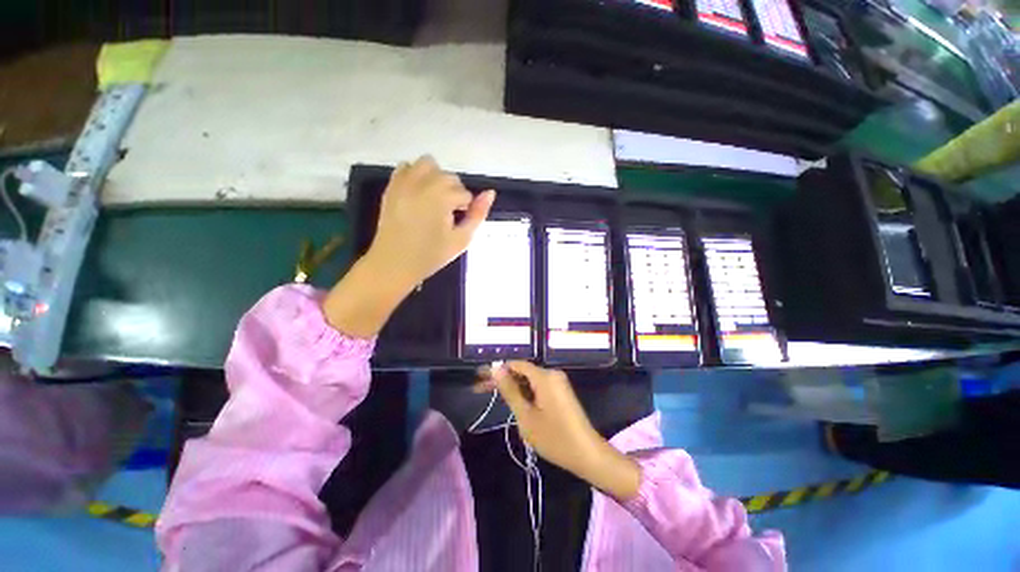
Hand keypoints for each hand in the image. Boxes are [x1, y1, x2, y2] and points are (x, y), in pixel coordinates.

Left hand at [366, 156, 495, 291]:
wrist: (394, 264)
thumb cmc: (431, 255)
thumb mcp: (461, 239)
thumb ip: (478, 215)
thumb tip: (490, 193)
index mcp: (442, 197)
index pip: (465, 193)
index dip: (466, 209)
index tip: (457, 224)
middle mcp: (423, 183)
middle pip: (449, 177)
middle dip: (454, 193)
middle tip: (448, 214)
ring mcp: (404, 182)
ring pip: (428, 164)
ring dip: (436, 177)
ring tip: (434, 199)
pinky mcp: (391, 186)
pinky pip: (406, 167)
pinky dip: (415, 175)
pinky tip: (418, 194)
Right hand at [481, 362, 640, 499]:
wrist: (587, 454)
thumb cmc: (554, 437)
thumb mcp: (526, 416)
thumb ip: (510, 391)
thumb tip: (496, 369)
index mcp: (544, 376)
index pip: (515, 365)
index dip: (496, 370)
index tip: (479, 378)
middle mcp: (552, 374)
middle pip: (521, 371)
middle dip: (502, 379)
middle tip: (480, 388)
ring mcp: (557, 383)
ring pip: (529, 380)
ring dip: (511, 386)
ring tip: (491, 395)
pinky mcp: (560, 392)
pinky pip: (537, 386)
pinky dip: (524, 392)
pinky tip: (512, 400)